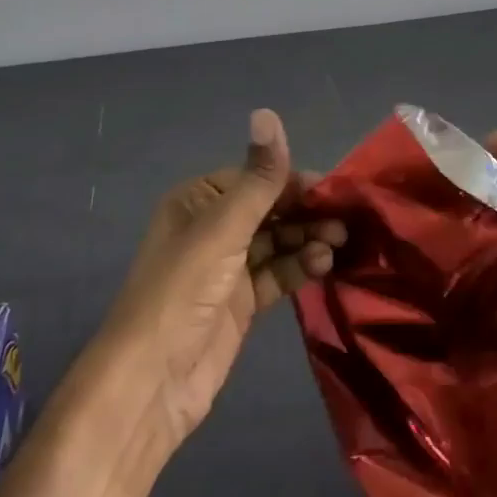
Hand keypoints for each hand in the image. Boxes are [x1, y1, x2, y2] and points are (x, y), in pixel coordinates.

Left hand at [94, 108, 345, 456]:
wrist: (151, 384)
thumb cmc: (182, 292)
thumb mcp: (223, 229)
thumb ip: (258, 178)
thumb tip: (268, 112)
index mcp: (198, 200)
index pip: (256, 178)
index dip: (294, 182)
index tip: (335, 190)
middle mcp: (212, 227)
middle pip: (269, 209)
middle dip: (306, 212)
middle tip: (345, 221)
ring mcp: (226, 266)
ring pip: (276, 242)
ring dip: (306, 239)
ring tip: (339, 243)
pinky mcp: (240, 302)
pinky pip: (276, 274)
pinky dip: (299, 267)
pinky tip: (323, 265)